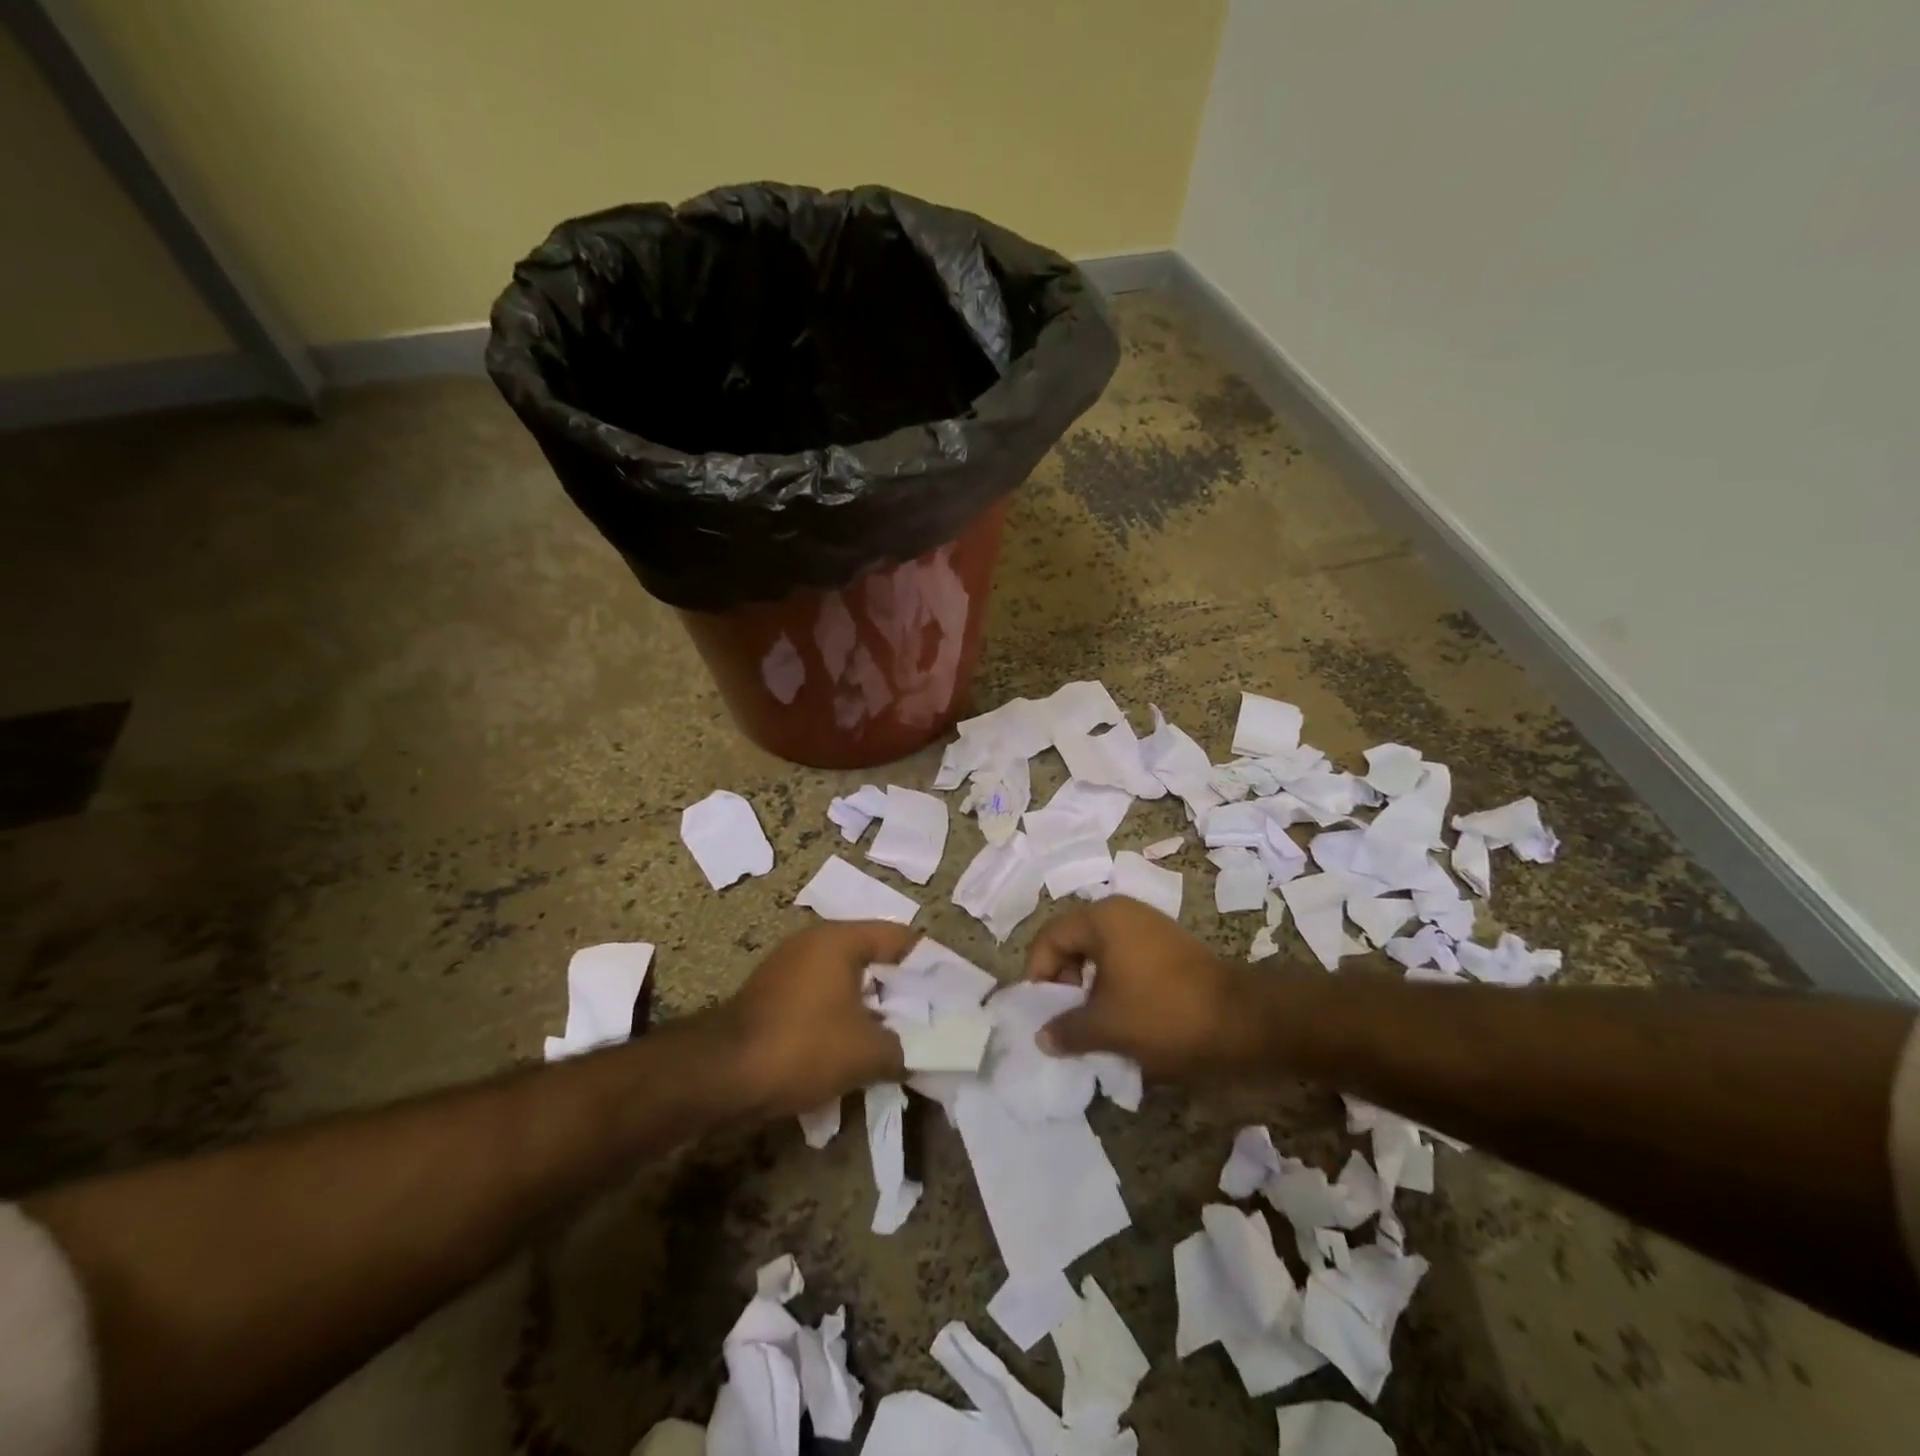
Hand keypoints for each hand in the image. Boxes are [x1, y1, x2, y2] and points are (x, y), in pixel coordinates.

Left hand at [716, 921, 913, 1119]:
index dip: (930, 964)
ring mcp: (789, 967)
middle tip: (929, 1018)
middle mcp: (814, 942)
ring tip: (897, 1036)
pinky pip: (823, 997)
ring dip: (872, 1006)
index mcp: (840, 939)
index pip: (900, 938)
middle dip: (902, 989)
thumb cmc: (803, 1046)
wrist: (720, 1075)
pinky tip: (855, 1046)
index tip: (950, 992)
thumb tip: (919, 1053)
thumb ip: (904, 1049)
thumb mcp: (866, 1053)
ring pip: (847, 980)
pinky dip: (844, 1015)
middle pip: (874, 956)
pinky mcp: (773, 994)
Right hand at [1025, 899, 1262, 1081]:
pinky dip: (1115, 983)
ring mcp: (1150, 926)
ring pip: (1101, 951)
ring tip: (1092, 1022)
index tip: (1041, 1010)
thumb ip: (1066, 1029)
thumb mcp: (1106, 1027)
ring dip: (1089, 985)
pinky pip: (1126, 958)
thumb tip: (1042, 1037)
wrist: (1242, 1020)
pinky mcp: (1170, 945)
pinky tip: (1123, 1015)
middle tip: (1065, 1016)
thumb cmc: (1162, 1014)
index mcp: (1102, 918)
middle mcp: (1123, 911)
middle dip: (1064, 980)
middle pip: (1074, 940)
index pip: (1050, 937)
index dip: (1038, 973)